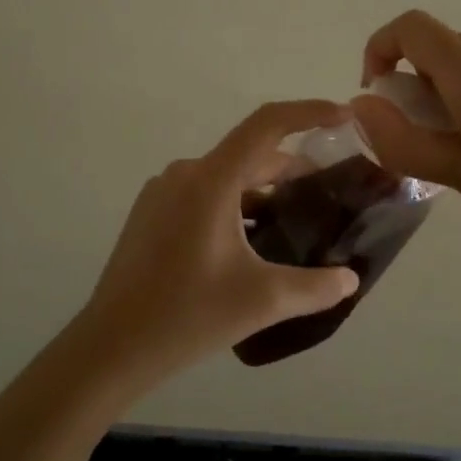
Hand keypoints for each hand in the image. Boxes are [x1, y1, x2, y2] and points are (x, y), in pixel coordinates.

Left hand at [68, 100, 361, 392]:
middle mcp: (186, 173)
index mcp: (211, 180)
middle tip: (329, 191)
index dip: (309, 113)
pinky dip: (236, 204)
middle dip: (293, 168)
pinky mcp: (152, 213)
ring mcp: (163, 192)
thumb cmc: (187, 315)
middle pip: (250, 154)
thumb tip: (350, 279)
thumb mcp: (261, 301)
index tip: (344, 117)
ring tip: (297, 219)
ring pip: (227, 177)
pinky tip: (254, 240)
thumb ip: (315, 287)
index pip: (267, 125)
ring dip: (264, 190)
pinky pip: (205, 194)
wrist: (110, 347)